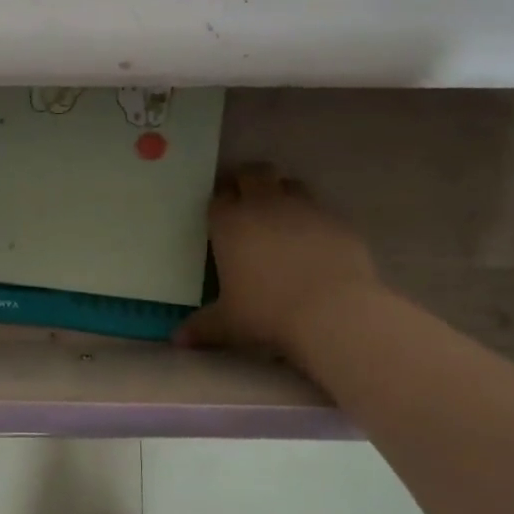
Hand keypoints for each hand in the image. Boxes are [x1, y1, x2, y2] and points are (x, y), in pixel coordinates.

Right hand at [175, 164, 380, 354]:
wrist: (332, 312)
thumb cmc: (267, 313)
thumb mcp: (228, 323)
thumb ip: (201, 326)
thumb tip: (177, 340)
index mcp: (230, 224)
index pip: (218, 197)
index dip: (218, 201)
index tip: (218, 213)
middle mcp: (264, 205)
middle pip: (253, 174)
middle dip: (246, 181)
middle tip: (245, 201)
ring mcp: (304, 208)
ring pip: (288, 182)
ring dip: (280, 191)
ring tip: (279, 215)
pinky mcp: (336, 220)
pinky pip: (319, 207)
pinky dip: (311, 216)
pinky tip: (312, 239)